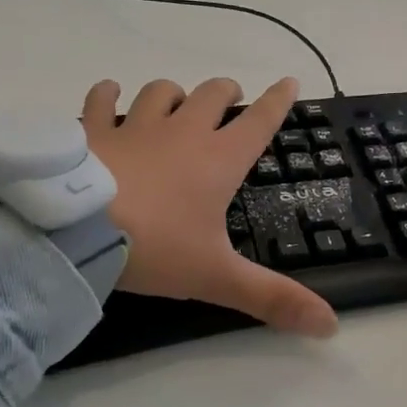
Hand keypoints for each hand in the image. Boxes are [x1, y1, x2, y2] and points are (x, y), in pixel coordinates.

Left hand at [81, 76, 338, 338]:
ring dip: (173, 94)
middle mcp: (182, 134)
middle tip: (231, 98)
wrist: (74, 229)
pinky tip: (108, 94)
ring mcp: (134, 128)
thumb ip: (271, 298)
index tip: (289, 81)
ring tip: (175, 101)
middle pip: (212, 96)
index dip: (278, 102)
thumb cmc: (154, 247)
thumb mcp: (216, 276)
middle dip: (226, 93)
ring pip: (161, 93)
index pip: (260, 122)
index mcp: (218, 161)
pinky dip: (107, 94)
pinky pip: (100, 100)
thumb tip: (331, 326)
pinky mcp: (93, 132)